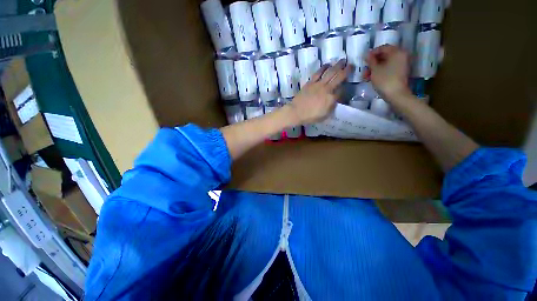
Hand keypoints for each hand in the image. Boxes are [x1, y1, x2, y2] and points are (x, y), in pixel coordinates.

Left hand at [286, 59, 351, 123]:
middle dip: (347, 70)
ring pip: (330, 72)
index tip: (345, 86)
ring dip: (337, 65)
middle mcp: (327, 89)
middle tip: (351, 65)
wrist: (296, 112)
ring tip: (342, 60)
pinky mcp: (311, 82)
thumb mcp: (324, 116)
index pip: (341, 91)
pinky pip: (319, 72)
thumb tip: (335, 101)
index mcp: (331, 99)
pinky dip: (324, 67)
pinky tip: (328, 64)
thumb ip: (331, 108)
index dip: (345, 88)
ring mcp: (319, 84)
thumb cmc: (310, 116)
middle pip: (339, 77)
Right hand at [365, 45, 411, 99]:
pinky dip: (381, 71)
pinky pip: (389, 68)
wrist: (396, 94)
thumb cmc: (385, 80)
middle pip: (384, 56)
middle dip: (373, 63)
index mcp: (396, 52)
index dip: (372, 53)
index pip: (383, 48)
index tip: (364, 60)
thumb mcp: (375, 69)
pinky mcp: (400, 72)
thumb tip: (367, 54)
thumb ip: (371, 60)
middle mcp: (401, 55)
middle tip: (364, 70)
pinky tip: (373, 78)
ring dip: (375, 69)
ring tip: (366, 77)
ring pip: (386, 63)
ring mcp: (402, 64)